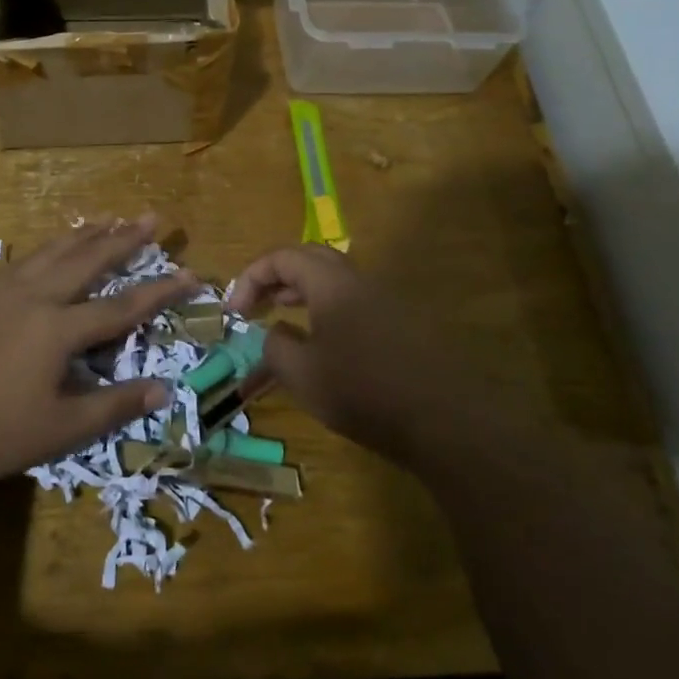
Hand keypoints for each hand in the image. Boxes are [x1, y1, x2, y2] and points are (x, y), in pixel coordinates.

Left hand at [0, 217, 196, 480]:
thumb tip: (163, 391)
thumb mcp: (61, 429)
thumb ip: (113, 406)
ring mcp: (5, 291)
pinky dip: (50, 245)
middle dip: (123, 238)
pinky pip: (26, 258)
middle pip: (88, 259)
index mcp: (57, 329)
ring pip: (54, 250)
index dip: (160, 291)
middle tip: (151, 216)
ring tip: (110, 217)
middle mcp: (35, 297)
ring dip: (86, 233)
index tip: (190, 273)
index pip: (122, 306)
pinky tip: (53, 245)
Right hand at [227, 245, 512, 464]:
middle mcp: (358, 281)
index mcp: (330, 282)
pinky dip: (325, 311)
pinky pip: (352, 302)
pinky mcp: (401, 324)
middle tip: (256, 305)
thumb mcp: (301, 373)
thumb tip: (273, 333)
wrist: (444, 420)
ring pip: (333, 281)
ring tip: (282, 319)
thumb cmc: (363, 391)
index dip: (250, 278)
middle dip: (276, 277)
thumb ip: (275, 346)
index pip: (281, 257)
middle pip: (310, 259)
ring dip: (301, 293)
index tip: (234, 312)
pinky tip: (322, 346)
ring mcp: (384, 300)